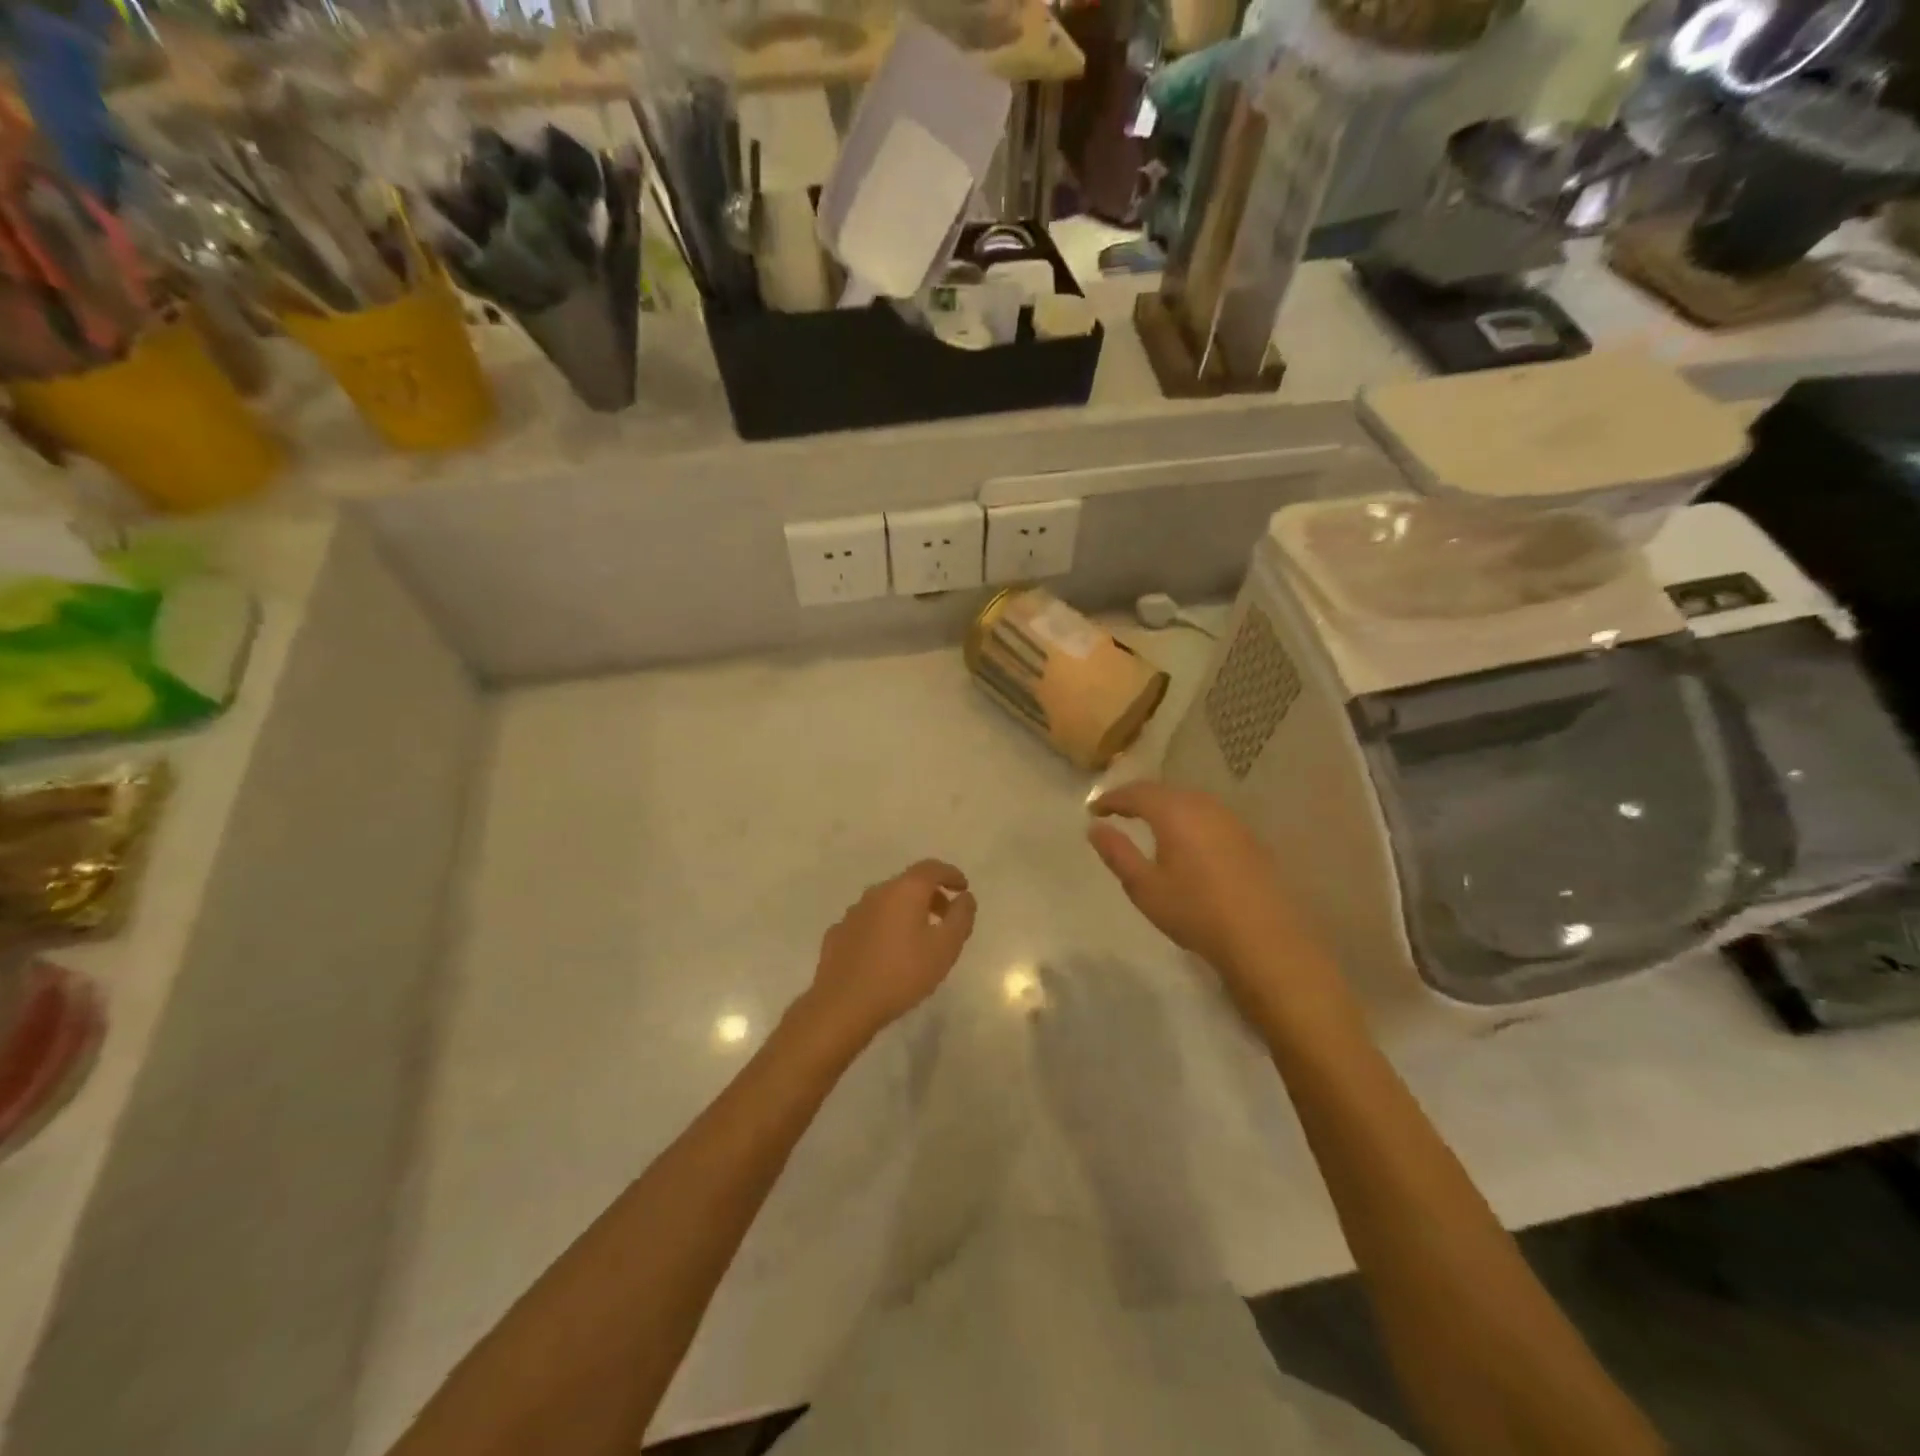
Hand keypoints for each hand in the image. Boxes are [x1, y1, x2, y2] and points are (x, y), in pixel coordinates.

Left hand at [802, 860, 977, 1045]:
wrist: (843, 1004)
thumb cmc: (901, 974)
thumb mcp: (945, 948)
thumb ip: (961, 918)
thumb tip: (965, 897)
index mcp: (904, 890)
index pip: (931, 868)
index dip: (950, 874)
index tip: (963, 888)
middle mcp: (877, 893)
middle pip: (908, 883)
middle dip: (931, 895)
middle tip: (946, 917)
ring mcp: (853, 912)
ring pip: (887, 902)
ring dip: (906, 911)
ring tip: (919, 937)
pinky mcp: (838, 933)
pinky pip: (869, 921)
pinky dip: (885, 927)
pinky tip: (887, 951)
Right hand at [1088, 782, 1336, 1006]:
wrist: (1264, 938)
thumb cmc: (1195, 911)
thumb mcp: (1144, 887)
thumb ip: (1117, 853)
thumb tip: (1095, 828)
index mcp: (1175, 812)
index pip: (1136, 793)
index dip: (1112, 798)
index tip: (1094, 809)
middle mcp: (1204, 806)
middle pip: (1164, 791)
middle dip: (1138, 798)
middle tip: (1117, 811)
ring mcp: (1230, 819)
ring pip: (1189, 800)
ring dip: (1164, 806)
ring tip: (1147, 822)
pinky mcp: (1248, 837)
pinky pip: (1208, 814)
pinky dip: (1187, 818)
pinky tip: (1185, 838)